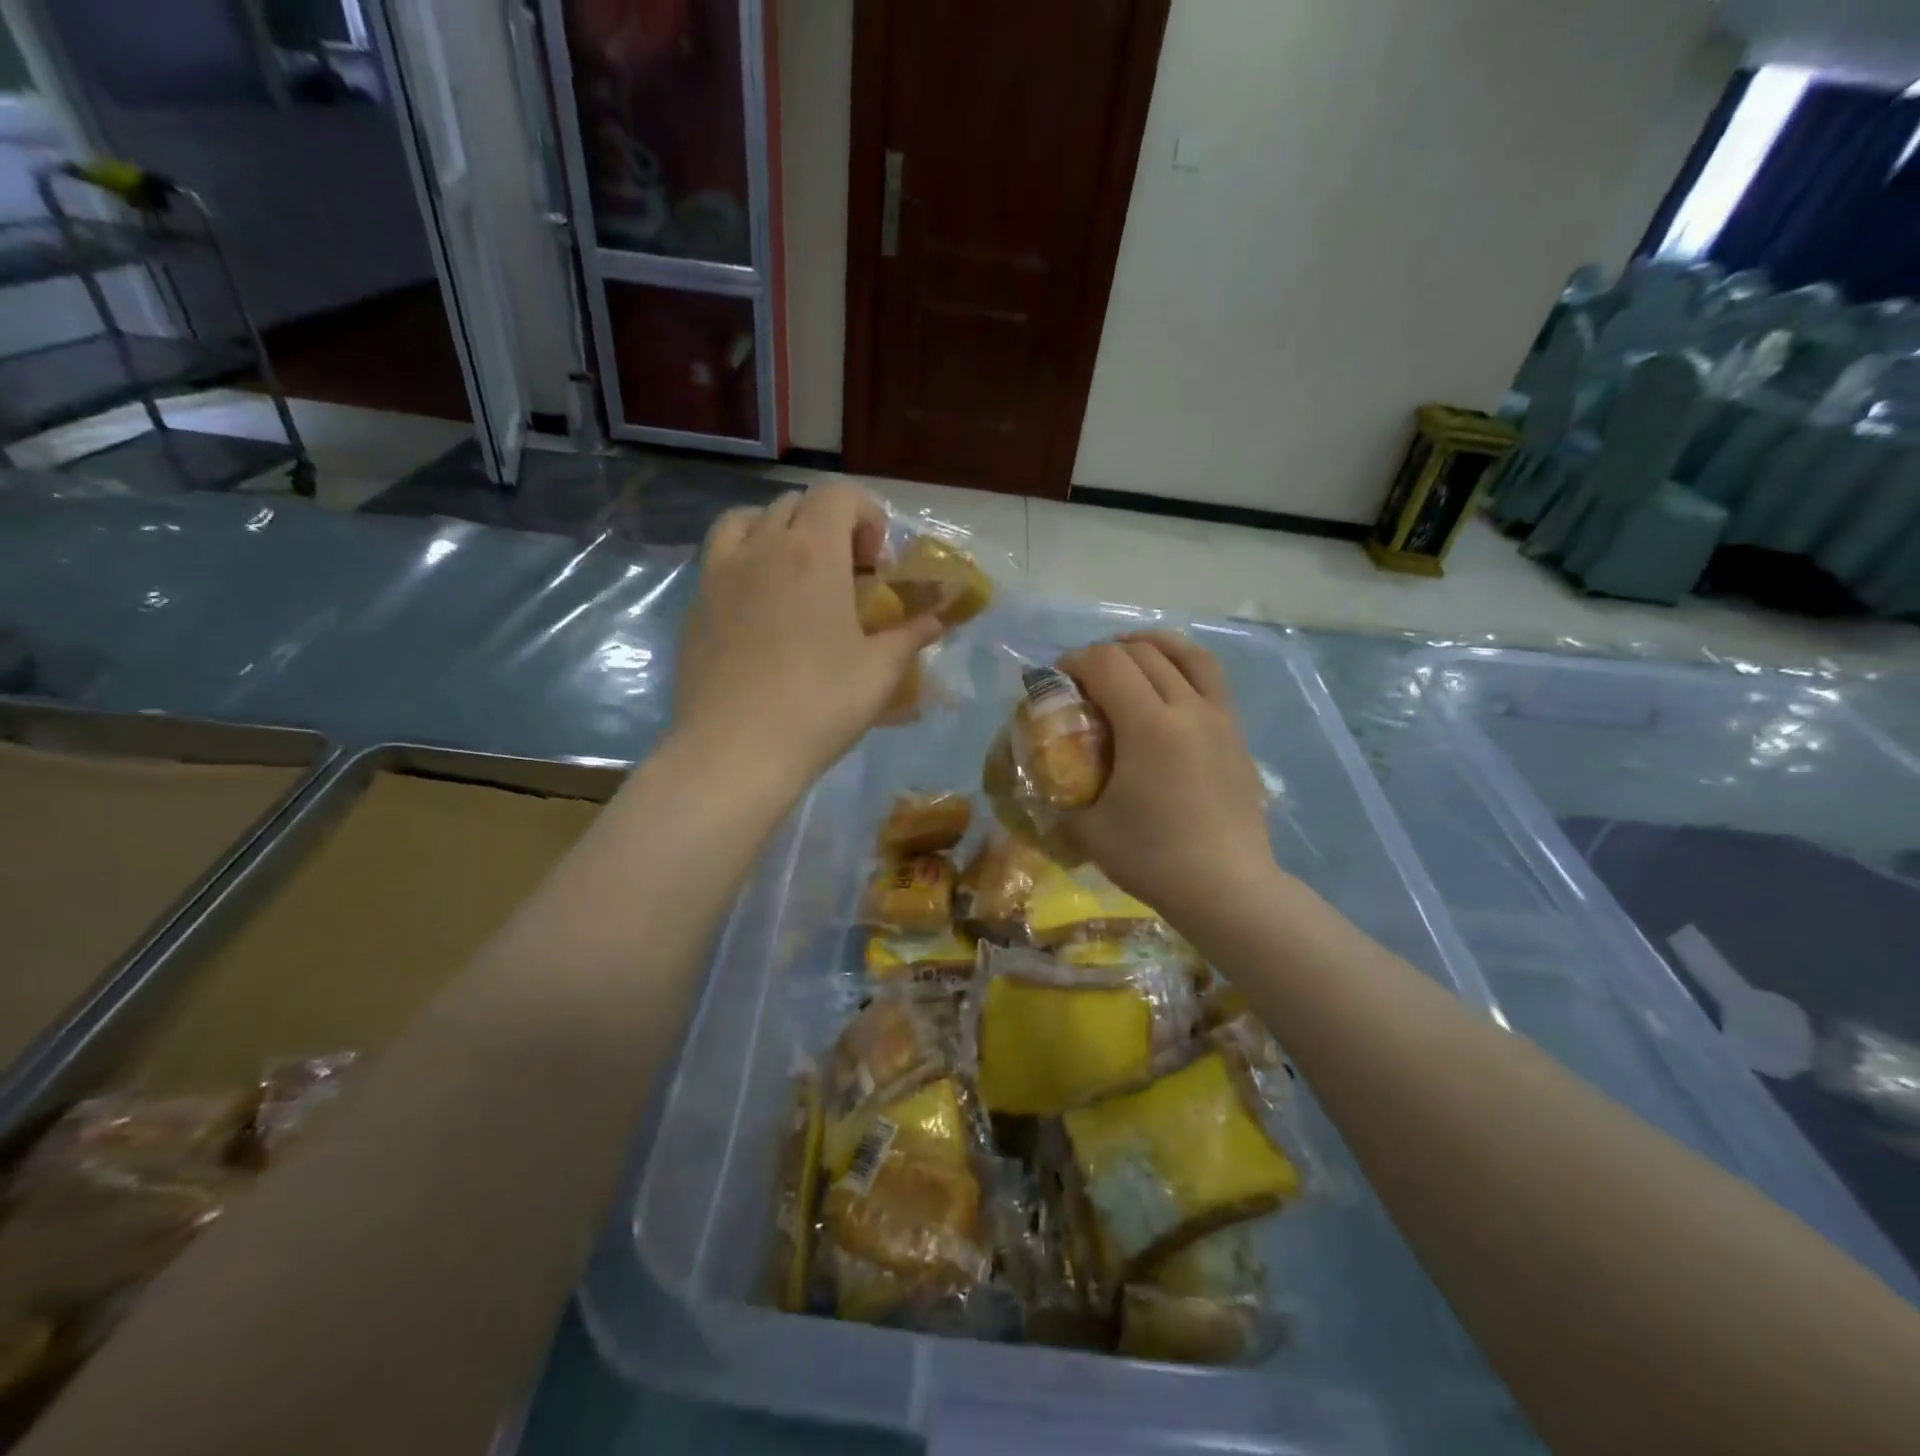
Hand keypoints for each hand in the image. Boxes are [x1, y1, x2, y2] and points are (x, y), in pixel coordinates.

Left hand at [673, 483, 941, 788]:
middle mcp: (762, 547)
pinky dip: (745, 561)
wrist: (735, 750)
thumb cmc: (819, 705)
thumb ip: (911, 635)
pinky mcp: (694, 604)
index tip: (875, 563)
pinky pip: (720, 558)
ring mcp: (720, 573)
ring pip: (747, 520)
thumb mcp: (879, 672)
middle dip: (828, 525)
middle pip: (795, 504)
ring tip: (794, 576)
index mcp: (813, 553)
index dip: (865, 515)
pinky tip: (760, 609)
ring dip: (779, 532)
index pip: (838, 494)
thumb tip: (938, 619)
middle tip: (845, 574)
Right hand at [1058, 632, 1276, 921]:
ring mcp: (1220, 717)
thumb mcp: (1088, 831)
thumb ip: (1059, 797)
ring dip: (1151, 646)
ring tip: (1129, 656)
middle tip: (1083, 680)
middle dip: (1104, 654)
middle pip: (1142, 653)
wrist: (1228, 888)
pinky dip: (1183, 665)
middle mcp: (1188, 708)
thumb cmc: (1154, 859)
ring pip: (1187, 654)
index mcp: (1149, 726)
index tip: (1056, 681)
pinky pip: (1211, 679)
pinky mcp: (1237, 733)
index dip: (1074, 661)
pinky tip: (1169, 686)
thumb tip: (1040, 781)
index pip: (1106, 663)